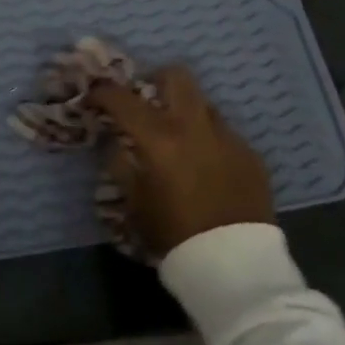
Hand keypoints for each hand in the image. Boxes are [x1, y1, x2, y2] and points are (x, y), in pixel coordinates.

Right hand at [88, 66, 274, 257]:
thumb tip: (115, 141)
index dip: (102, 93)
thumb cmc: (175, 234)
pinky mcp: (251, 155)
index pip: (122, 98)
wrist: (236, 267)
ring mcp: (228, 138)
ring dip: (185, 112)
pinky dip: (208, 140)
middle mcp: (195, 127)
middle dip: (156, 80)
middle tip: (146, 99)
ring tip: (179, 138)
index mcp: (160, 138)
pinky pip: (224, 133)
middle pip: (176, 76)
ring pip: (203, 104)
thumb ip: (121, 164)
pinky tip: (206, 166)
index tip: (93, 97)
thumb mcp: (134, 202)